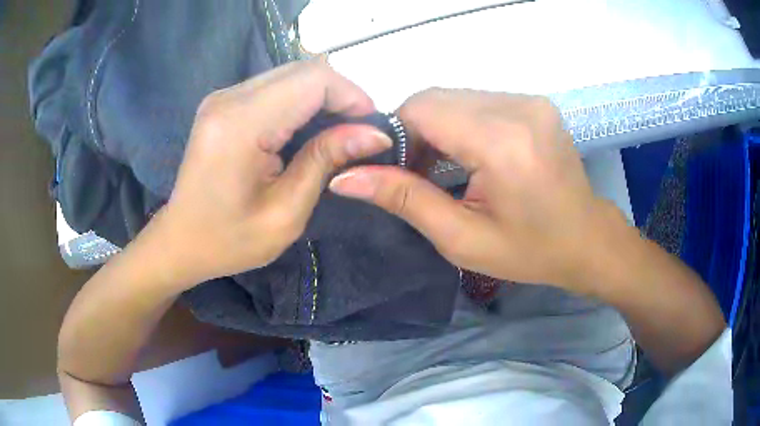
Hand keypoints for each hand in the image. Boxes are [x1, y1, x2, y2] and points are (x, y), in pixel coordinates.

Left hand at [157, 58, 391, 285]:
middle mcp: (229, 98)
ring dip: (322, 97)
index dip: (351, 95)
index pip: (312, 80)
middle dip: (340, 95)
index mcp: (240, 125)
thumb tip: (373, 133)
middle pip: (303, 70)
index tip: (371, 127)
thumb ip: (325, 161)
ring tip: (338, 132)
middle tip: (358, 132)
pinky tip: (307, 128)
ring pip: (291, 74)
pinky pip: (275, 86)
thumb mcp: (285, 213)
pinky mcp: (224, 102)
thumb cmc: (228, 240)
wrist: (180, 241)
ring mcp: (223, 96)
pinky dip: (301, 100)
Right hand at [329, 89, 624, 290]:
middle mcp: (519, 107)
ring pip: (455, 97)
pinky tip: (470, 154)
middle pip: (437, 97)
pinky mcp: (534, 102)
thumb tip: (344, 177)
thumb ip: (404, 200)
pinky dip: (461, 122)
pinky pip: (478, 100)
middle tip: (421, 175)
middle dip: (417, 132)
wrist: (586, 239)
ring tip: (447, 168)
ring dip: (439, 127)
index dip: (398, 135)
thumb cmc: (531, 251)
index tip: (399, 172)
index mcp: (503, 142)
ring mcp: (530, 100)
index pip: (422, 108)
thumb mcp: (463, 239)